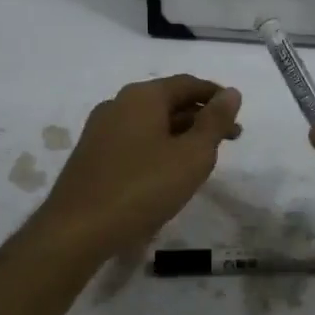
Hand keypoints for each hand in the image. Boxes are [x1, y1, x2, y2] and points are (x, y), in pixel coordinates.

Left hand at [34, 74, 242, 264]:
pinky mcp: (92, 156)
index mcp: (142, 96)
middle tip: (231, 140)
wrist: (77, 230)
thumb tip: (231, 93)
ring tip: (203, 159)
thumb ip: (214, 122)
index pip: (188, 84)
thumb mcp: (192, 155)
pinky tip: (168, 172)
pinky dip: (159, 148)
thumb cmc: (143, 187)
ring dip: (181, 135)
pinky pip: (135, 142)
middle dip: (201, 118)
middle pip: (169, 102)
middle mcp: (118, 104)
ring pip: (151, 124)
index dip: (216, 96)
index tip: (237, 114)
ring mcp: (100, 130)